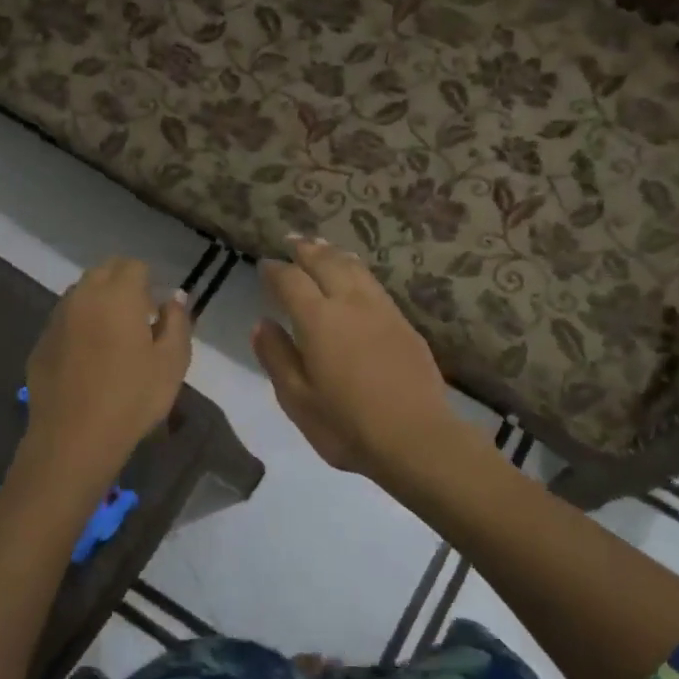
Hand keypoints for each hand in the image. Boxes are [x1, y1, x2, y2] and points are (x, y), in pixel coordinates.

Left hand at [21, 258, 191, 482]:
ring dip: (99, 303)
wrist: (74, 439)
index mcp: (118, 295)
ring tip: (115, 339)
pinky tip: (89, 360)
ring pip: (81, 294)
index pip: (134, 266)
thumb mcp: (172, 361)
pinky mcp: (40, 344)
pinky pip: (65, 321)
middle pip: (104, 272)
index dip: (149, 282)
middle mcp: (83, 297)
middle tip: (140, 319)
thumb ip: (177, 321)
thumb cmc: (133, 398)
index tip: (158, 310)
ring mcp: (56, 319)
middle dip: (123, 285)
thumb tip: (175, 297)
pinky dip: (80, 327)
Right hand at [252, 237, 467, 481]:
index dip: (275, 271)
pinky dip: (358, 271)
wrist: (416, 437)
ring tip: (322, 247)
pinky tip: (357, 276)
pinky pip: (375, 284)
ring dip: (334, 254)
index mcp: (318, 320)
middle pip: (326, 263)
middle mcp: (350, 303)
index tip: (265, 266)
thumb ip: (277, 357)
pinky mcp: (404, 323)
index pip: (291, 281)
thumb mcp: (298, 400)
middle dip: (306, 250)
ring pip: (355, 269)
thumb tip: (262, 323)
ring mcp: (382, 310)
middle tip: (293, 241)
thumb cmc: (347, 425)